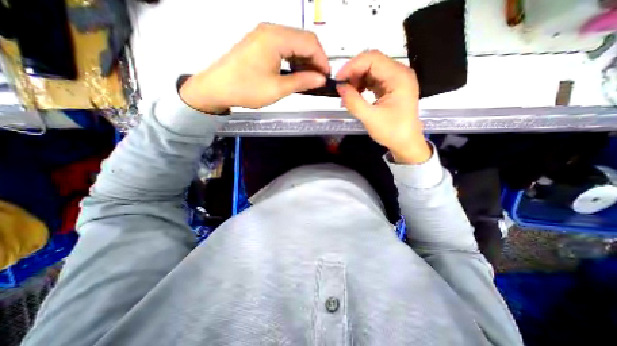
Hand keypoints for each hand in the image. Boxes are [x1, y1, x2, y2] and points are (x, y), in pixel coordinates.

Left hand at [179, 23, 329, 113]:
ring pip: (294, 43)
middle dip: (315, 59)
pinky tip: (295, 72)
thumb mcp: (278, 88)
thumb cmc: (246, 89)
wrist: (217, 88)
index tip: (326, 76)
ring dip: (304, 60)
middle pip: (303, 39)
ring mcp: (264, 35)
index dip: (322, 60)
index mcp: (275, 38)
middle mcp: (270, 30)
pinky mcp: (260, 43)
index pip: (309, 42)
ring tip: (308, 78)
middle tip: (319, 79)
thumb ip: (302, 81)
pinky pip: (284, 47)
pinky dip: (294, 59)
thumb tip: (320, 79)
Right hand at [335, 49, 429, 164]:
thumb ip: (353, 101)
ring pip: (372, 70)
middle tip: (341, 88)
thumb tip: (339, 87)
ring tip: (347, 94)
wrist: (406, 143)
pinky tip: (356, 95)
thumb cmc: (391, 132)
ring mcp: (396, 79)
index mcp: (398, 77)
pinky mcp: (392, 87)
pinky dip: (362, 85)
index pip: (372, 59)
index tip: (338, 80)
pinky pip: (374, 79)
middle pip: (372, 62)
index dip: (352, 66)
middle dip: (353, 73)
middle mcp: (399, 73)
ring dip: (357, 79)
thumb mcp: (370, 118)